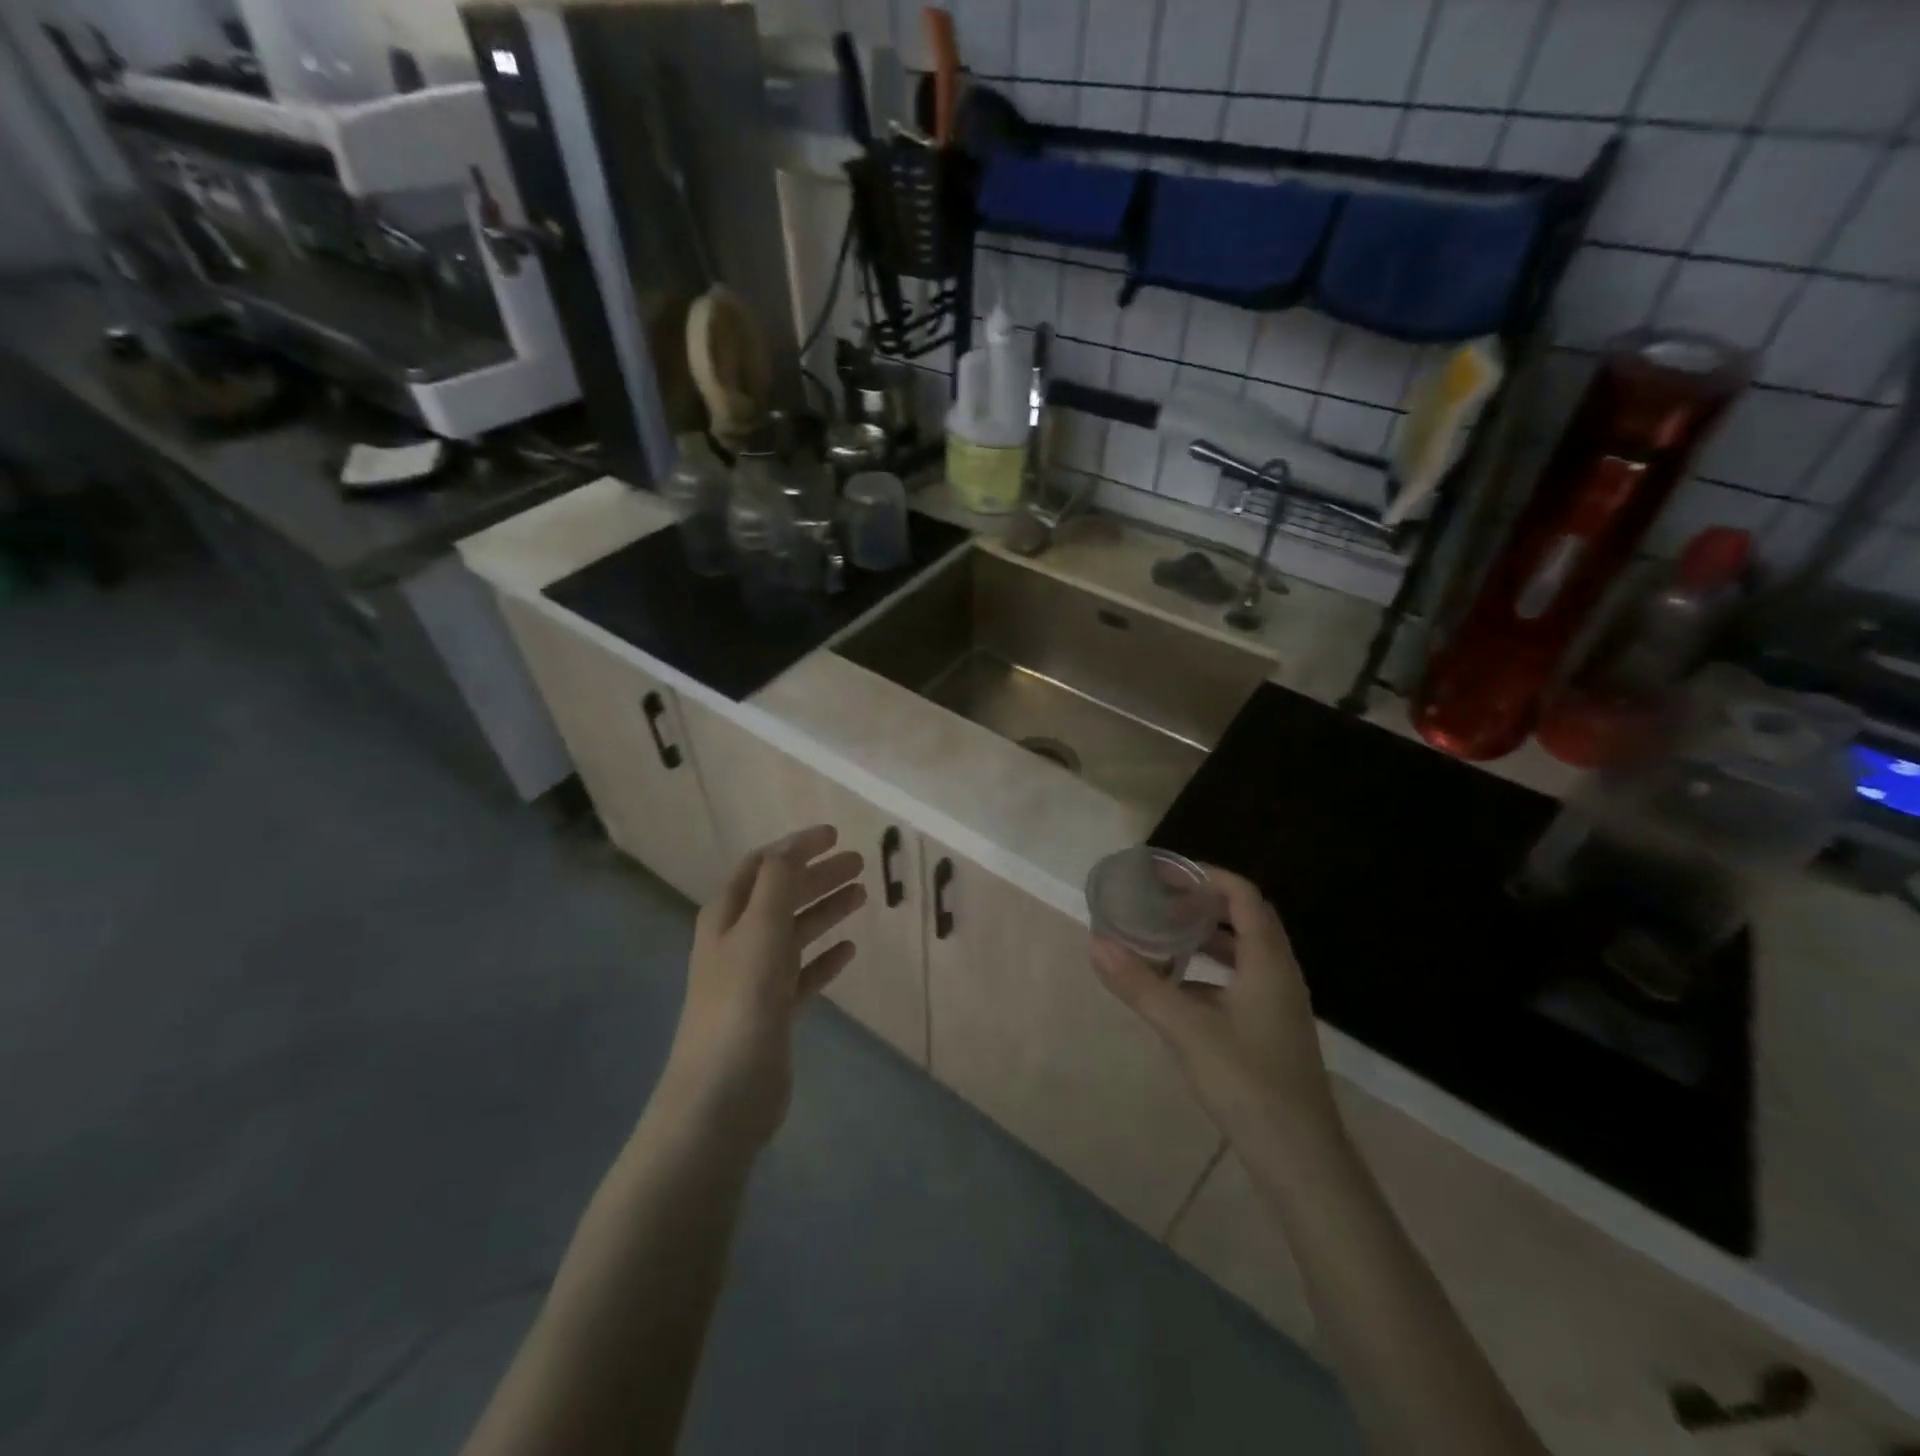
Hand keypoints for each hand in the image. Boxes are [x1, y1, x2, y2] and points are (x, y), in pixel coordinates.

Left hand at [659, 826, 865, 1150]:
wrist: (723, 1094)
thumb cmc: (742, 1001)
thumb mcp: (760, 929)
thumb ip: (777, 883)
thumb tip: (792, 847)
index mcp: (727, 916)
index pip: (763, 865)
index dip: (796, 846)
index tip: (835, 834)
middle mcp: (739, 941)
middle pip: (782, 895)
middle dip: (818, 875)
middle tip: (859, 864)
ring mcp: (755, 978)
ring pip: (795, 931)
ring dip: (825, 910)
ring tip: (861, 896)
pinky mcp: (773, 1012)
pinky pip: (804, 973)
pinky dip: (825, 958)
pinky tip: (849, 950)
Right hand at [1090, 866, 1333, 1143]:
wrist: (1299, 1158)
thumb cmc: (1248, 1081)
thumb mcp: (1186, 1028)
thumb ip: (1140, 984)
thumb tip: (1096, 943)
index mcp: (1267, 961)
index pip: (1243, 896)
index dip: (1207, 876)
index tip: (1166, 873)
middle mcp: (1277, 973)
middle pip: (1243, 919)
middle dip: (1200, 904)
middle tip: (1157, 899)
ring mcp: (1276, 1004)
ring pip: (1239, 953)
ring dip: (1203, 938)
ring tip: (1160, 935)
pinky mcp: (1268, 1030)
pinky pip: (1237, 982)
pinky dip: (1206, 972)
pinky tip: (1174, 988)